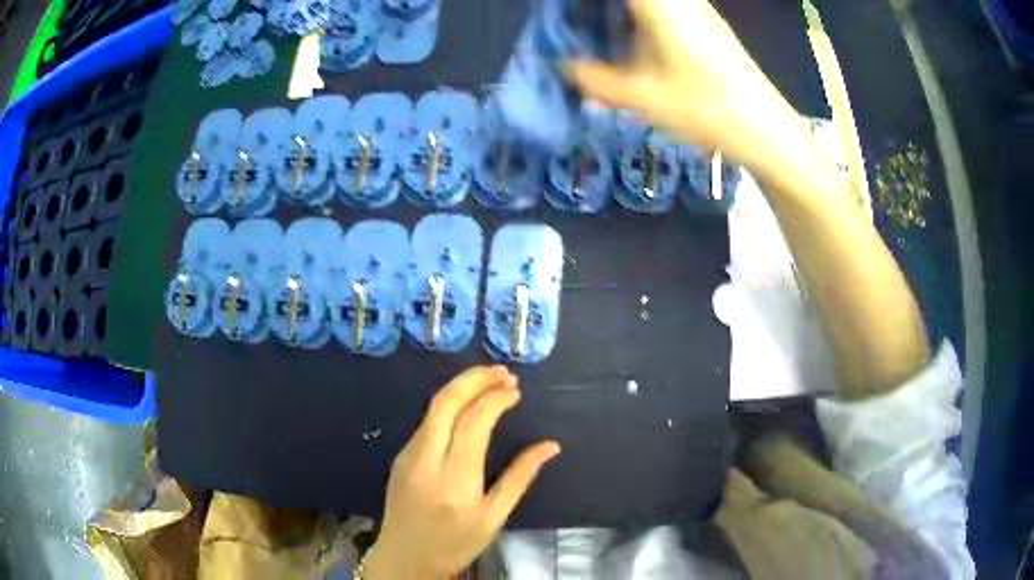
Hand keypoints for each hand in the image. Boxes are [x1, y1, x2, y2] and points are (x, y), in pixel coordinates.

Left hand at [364, 366, 560, 578]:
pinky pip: (426, 423)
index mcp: (455, 479)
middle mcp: (426, 460)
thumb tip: (550, 446)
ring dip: (461, 388)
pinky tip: (467, 406)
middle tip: (503, 371)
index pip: (473, 422)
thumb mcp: (494, 517)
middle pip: (445, 403)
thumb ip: (520, 477)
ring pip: (432, 409)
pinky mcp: (400, 457)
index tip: (515, 390)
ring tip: (490, 382)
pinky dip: (449, 406)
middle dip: (474, 378)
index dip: (496, 399)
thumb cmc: (455, 544)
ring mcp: (408, 456)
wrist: (404, 558)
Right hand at [564, 0, 806, 174]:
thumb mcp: (642, 97)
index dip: (590, 3)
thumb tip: (565, 68)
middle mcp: (680, 0)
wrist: (766, 129)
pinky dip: (638, 15)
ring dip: (620, 11)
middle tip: (576, 20)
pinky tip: (628, 38)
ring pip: (649, 3)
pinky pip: (663, 8)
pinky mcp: (705, 24)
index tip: (567, 12)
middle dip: (601, 7)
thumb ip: (595, 79)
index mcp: (660, 4)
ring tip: (595, 27)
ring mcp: (696, 9)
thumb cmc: (704, 108)